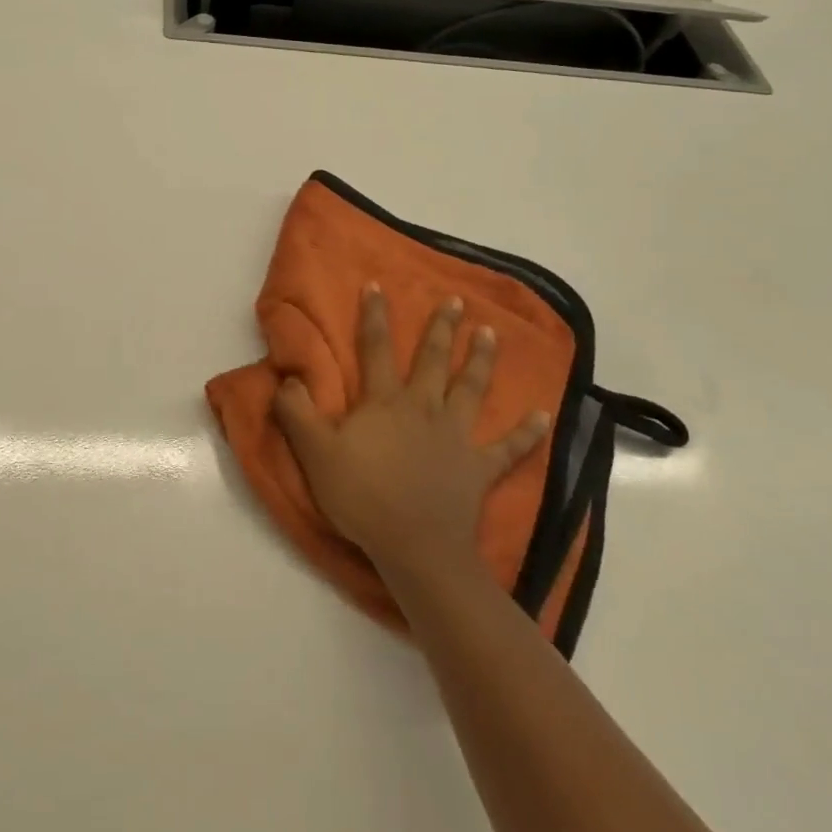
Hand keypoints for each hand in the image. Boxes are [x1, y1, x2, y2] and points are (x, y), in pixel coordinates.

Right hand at [274, 285, 550, 581]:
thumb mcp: (315, 453)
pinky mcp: (479, 468)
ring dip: (481, 360)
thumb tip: (287, 378)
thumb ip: (296, 412)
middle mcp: (424, 408)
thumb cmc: (362, 496)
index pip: (375, 349)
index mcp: (385, 402)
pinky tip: (544, 417)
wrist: (415, 546)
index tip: (378, 285)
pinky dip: (527, 433)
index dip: (374, 316)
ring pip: (471, 389)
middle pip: (432, 360)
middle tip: (456, 301)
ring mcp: (456, 436)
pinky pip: (508, 448)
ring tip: (490, 334)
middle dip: (442, 328)